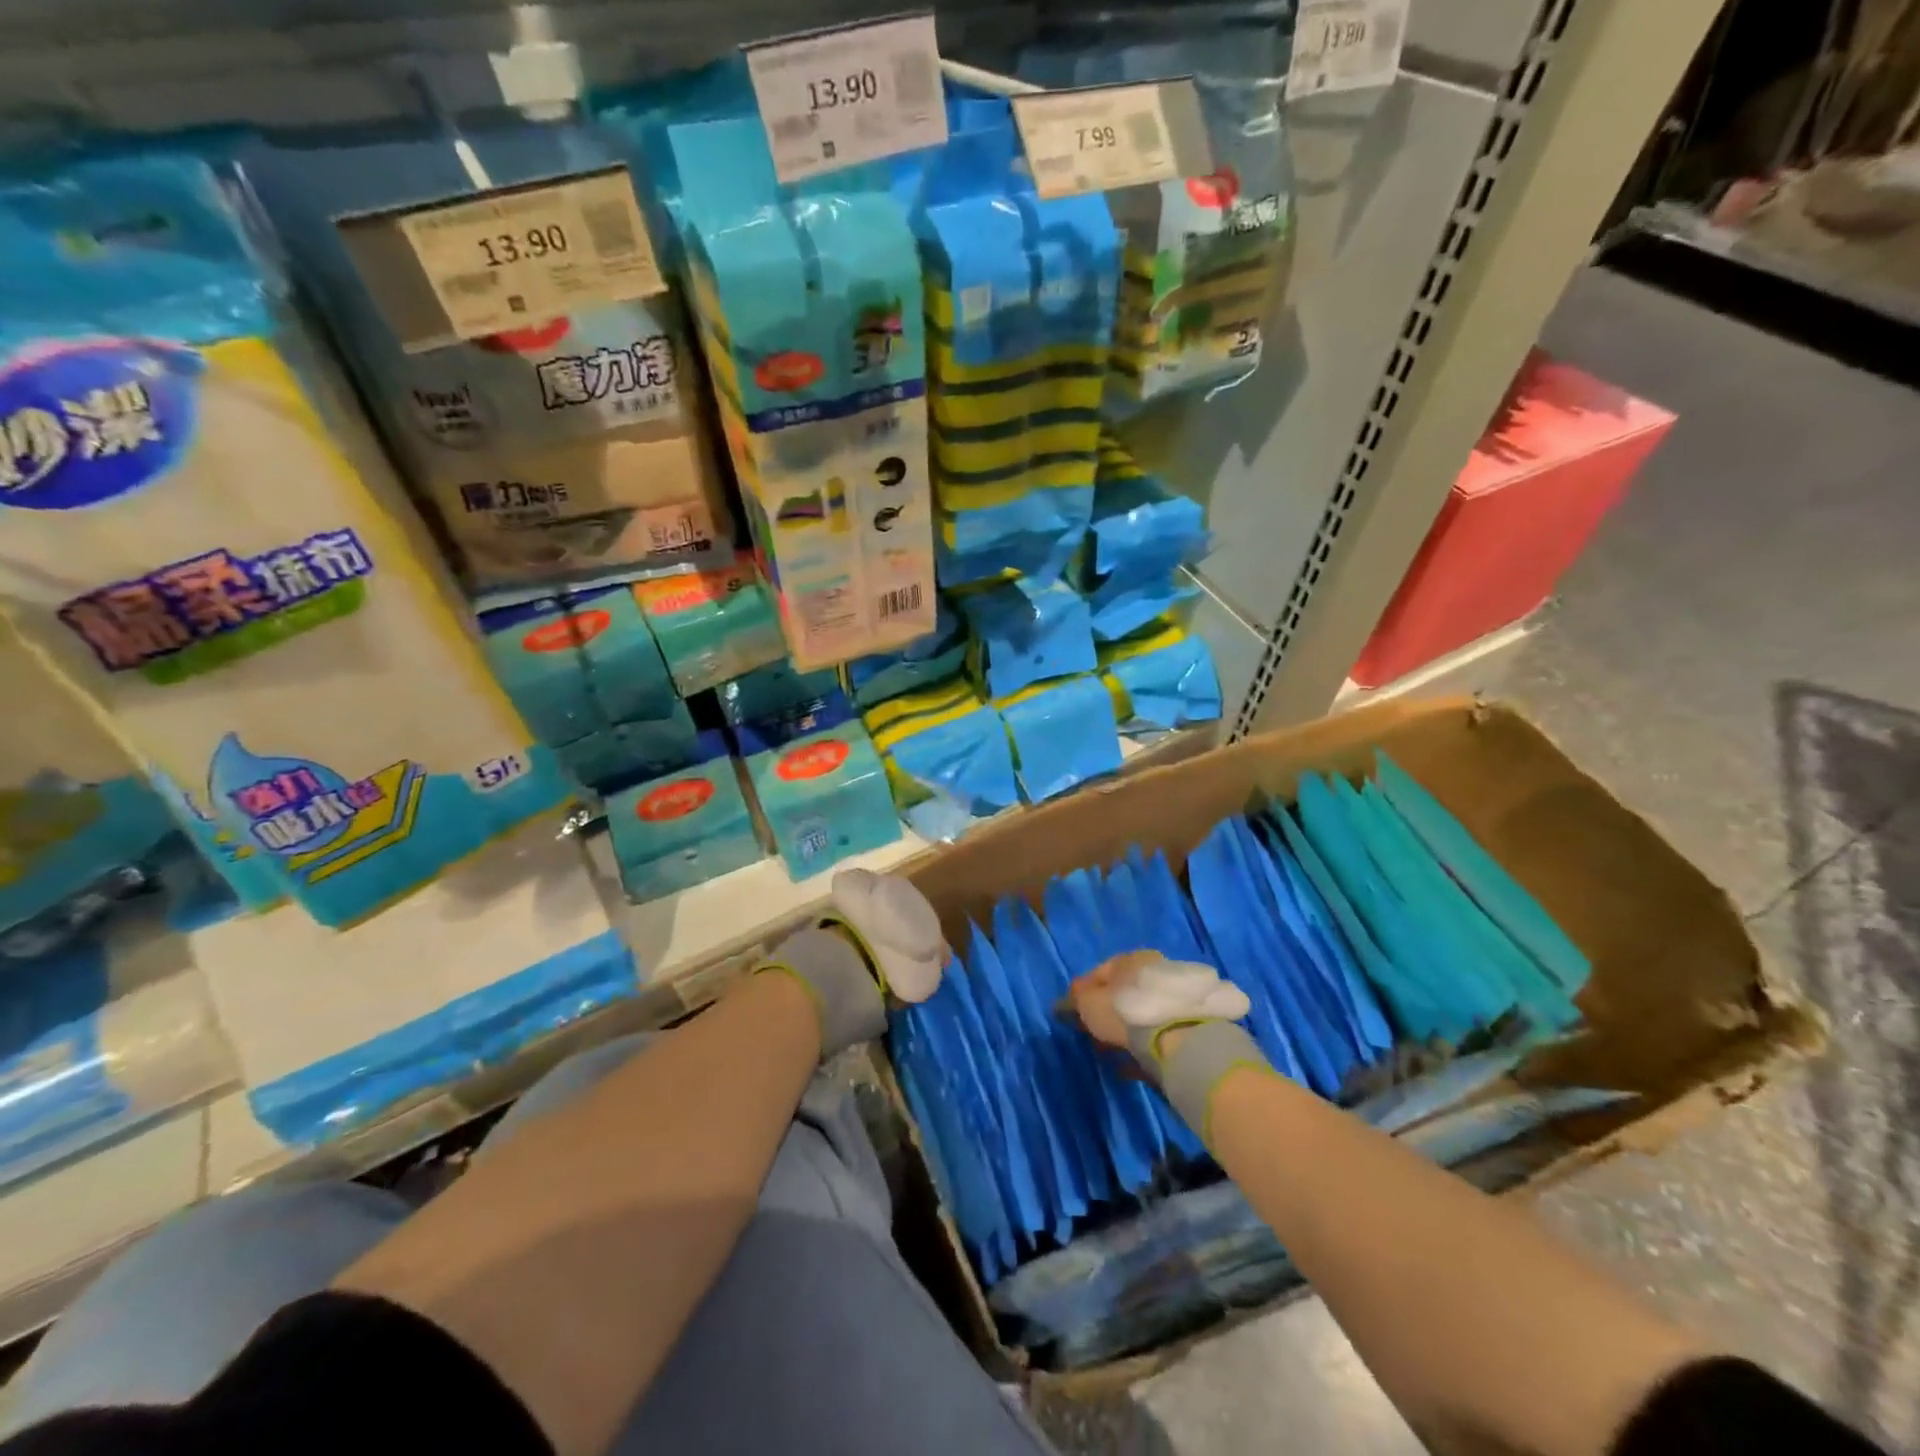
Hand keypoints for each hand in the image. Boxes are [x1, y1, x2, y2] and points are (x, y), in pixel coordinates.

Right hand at [1067, 950, 1174, 1052]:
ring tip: (1115, 1050)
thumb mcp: (1088, 1003)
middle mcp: (1153, 968)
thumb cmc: (1123, 1012)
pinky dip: (1144, 1042)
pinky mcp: (1189, 1020)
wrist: (1179, 1038)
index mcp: (1128, 959)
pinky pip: (1157, 1030)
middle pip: (1123, 991)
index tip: (1074, 1014)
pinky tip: (1135, 1061)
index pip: (1099, 972)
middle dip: (1107, 1011)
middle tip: (1095, 1033)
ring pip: (1141, 1011)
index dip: (1083, 993)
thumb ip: (1076, 999)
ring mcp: (1174, 994)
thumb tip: (1068, 998)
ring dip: (1127, 1027)